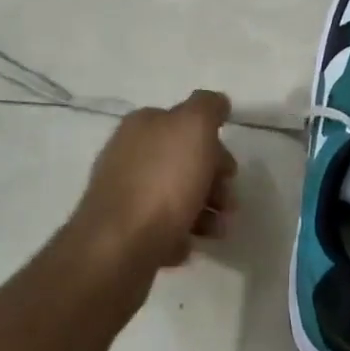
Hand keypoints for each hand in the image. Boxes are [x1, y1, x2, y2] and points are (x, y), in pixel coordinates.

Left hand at [70, 90, 236, 275]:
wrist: (119, 248)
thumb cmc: (163, 182)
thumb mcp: (194, 127)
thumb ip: (208, 107)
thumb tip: (216, 102)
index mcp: (142, 126)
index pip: (185, 123)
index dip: (213, 144)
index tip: (230, 169)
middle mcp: (128, 155)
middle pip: (183, 161)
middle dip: (213, 181)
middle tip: (229, 202)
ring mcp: (123, 194)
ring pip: (175, 196)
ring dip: (204, 211)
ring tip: (217, 231)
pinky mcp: (122, 231)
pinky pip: (161, 227)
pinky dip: (180, 234)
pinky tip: (186, 244)